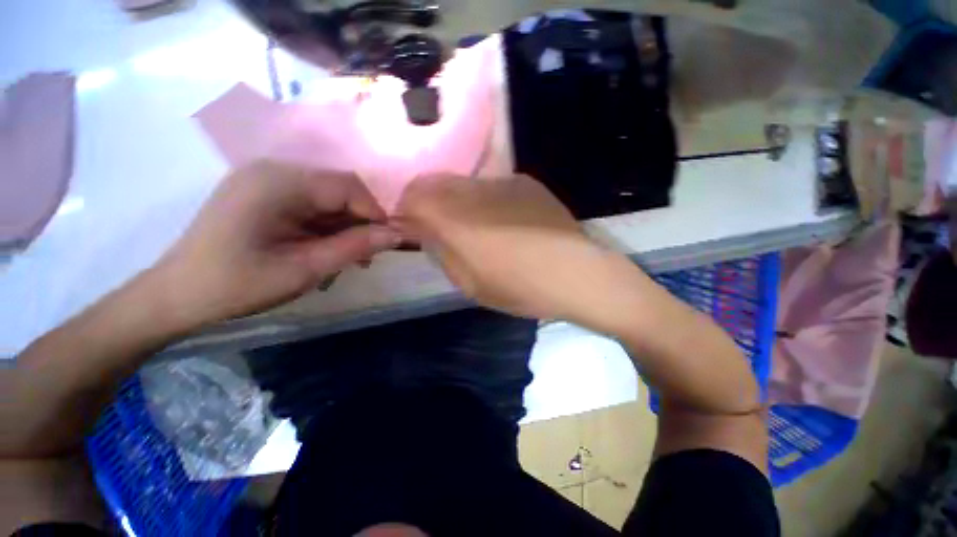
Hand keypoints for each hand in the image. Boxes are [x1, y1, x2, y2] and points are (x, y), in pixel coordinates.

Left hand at [151, 160, 400, 327]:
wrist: (177, 296)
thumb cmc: (238, 285)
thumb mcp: (306, 268)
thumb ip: (355, 247)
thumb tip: (396, 235)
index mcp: (278, 182)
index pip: (347, 186)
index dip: (374, 213)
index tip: (388, 241)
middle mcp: (272, 171)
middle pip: (337, 189)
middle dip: (360, 222)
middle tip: (368, 255)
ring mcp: (264, 181)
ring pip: (326, 198)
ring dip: (344, 226)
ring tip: (351, 257)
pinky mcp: (261, 195)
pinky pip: (308, 204)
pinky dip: (325, 226)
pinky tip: (327, 249)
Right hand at [396, 174, 640, 324]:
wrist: (576, 273)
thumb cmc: (520, 287)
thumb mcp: (469, 284)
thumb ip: (442, 253)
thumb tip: (428, 234)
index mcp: (455, 219)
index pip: (412, 197)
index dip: (406, 210)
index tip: (412, 226)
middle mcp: (473, 191)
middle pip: (434, 183)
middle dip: (428, 202)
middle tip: (439, 226)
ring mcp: (502, 181)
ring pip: (462, 183)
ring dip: (457, 201)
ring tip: (476, 226)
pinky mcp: (525, 181)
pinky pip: (491, 185)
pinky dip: (485, 199)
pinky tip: (505, 221)